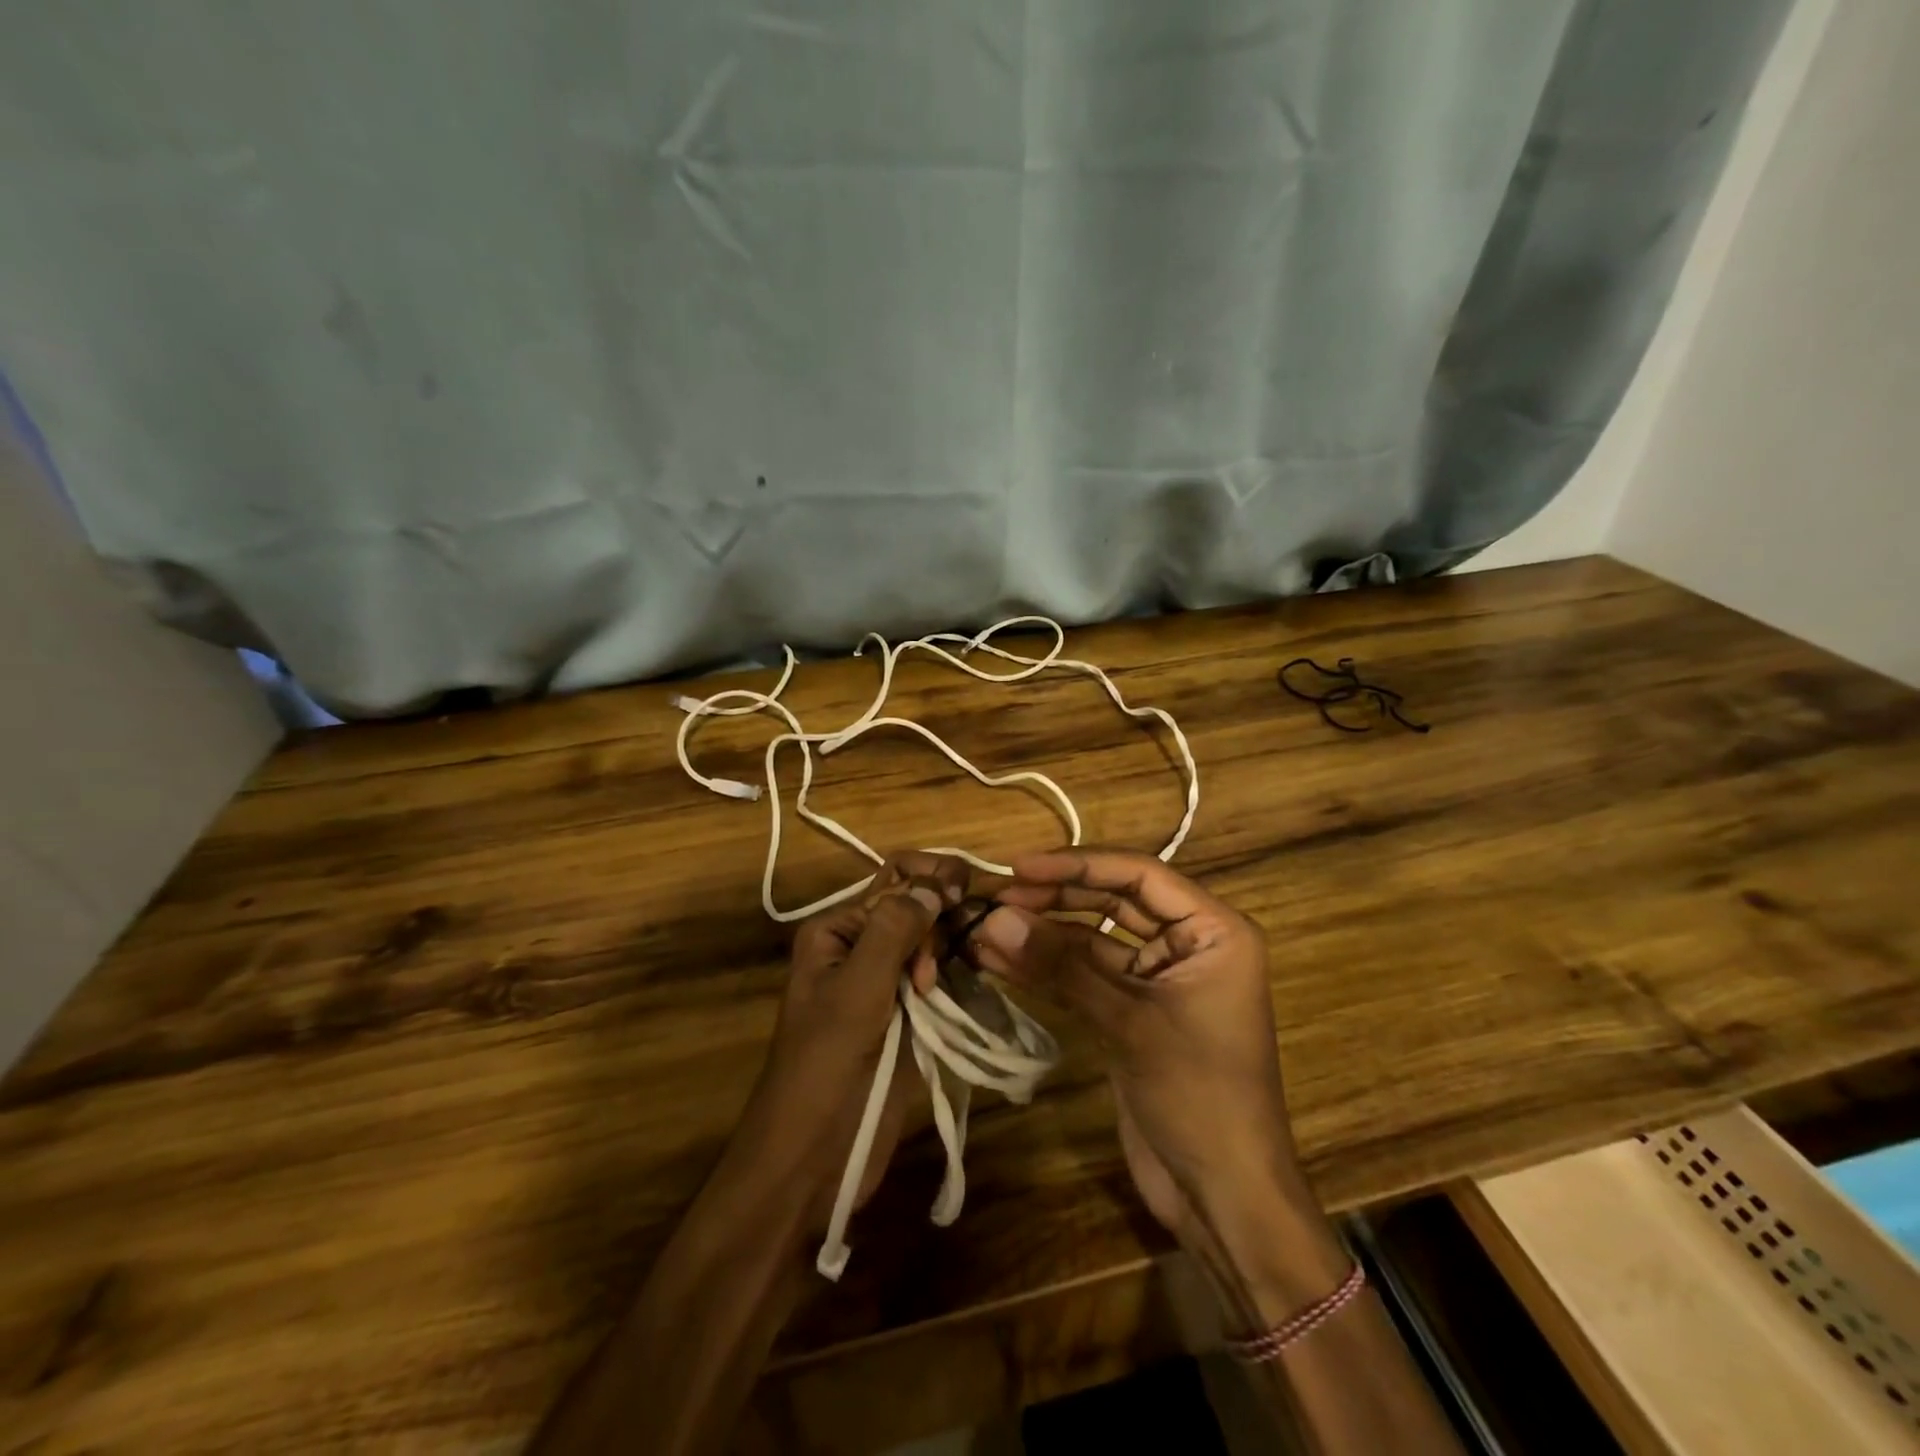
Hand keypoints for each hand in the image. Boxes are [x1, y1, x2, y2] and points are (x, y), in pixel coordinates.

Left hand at [736, 853, 968, 1234]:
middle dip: (942, 917)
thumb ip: (894, 930)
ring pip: (930, 945)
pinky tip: (972, 979)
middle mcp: (858, 949)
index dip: (931, 880)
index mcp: (836, 931)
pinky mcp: (904, 1018)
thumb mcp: (858, 989)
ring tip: (957, 973)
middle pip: (915, 910)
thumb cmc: (827, 1065)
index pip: (893, 883)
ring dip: (950, 947)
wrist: (811, 1157)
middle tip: (959, 947)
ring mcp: (883, 985)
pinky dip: (955, 975)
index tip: (966, 892)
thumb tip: (935, 884)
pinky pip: (936, 980)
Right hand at [969, 850, 1345, 1316]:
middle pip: (1114, 901)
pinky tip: (1001, 960)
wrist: (1224, 1198)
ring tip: (986, 927)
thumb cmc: (1199, 1097)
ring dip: (1043, 935)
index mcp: (1213, 931)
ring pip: (1094, 938)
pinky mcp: (1132, 1012)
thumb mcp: (1131, 1023)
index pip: (1139, 875)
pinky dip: (1047, 969)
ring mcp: (1157, 979)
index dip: (1078, 865)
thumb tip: (994, 918)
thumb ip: (1061, 967)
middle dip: (1056, 897)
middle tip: (998, 896)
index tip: (1020, 866)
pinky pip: (1086, 976)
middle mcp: (1188, 944)